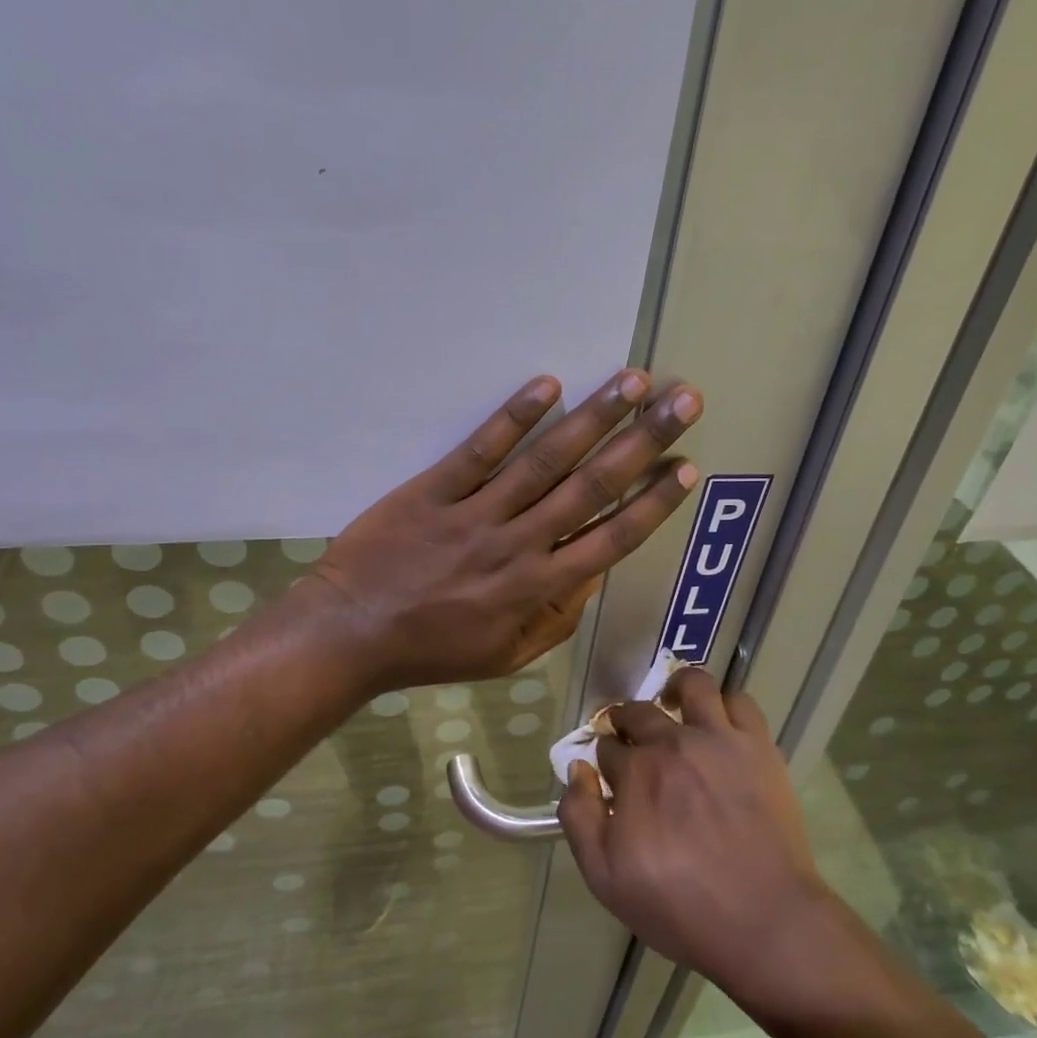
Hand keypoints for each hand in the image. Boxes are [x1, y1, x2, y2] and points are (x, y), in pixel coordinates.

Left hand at [306, 369, 701, 692]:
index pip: (612, 538)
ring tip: (631, 381)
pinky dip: (514, 417)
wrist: (351, 633)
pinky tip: (547, 385)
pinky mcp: (434, 490)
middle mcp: (519, 543)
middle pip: (592, 486)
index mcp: (538, 587)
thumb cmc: (433, 649)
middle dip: (643, 441)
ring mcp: (476, 513)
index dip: (654, 501)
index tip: (685, 466)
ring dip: (593, 418)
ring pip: (545, 460)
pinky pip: (480, 450)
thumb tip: (593, 573)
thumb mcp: (507, 656)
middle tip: (682, 401)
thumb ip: (556, 617)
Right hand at [559, 667, 830, 999]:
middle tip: (633, 743)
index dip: (604, 759)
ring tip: (675, 708)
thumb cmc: (679, 906)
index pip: (607, 747)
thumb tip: (578, 769)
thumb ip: (579, 817)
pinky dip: (725, 705)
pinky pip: (740, 701)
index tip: (610, 776)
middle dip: (627, 722)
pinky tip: (720, 724)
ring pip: (692, 685)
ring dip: (676, 691)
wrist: (763, 921)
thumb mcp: (605, 877)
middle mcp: (672, 743)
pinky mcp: (757, 745)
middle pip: (639, 712)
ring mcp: (718, 739)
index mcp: (634, 772)